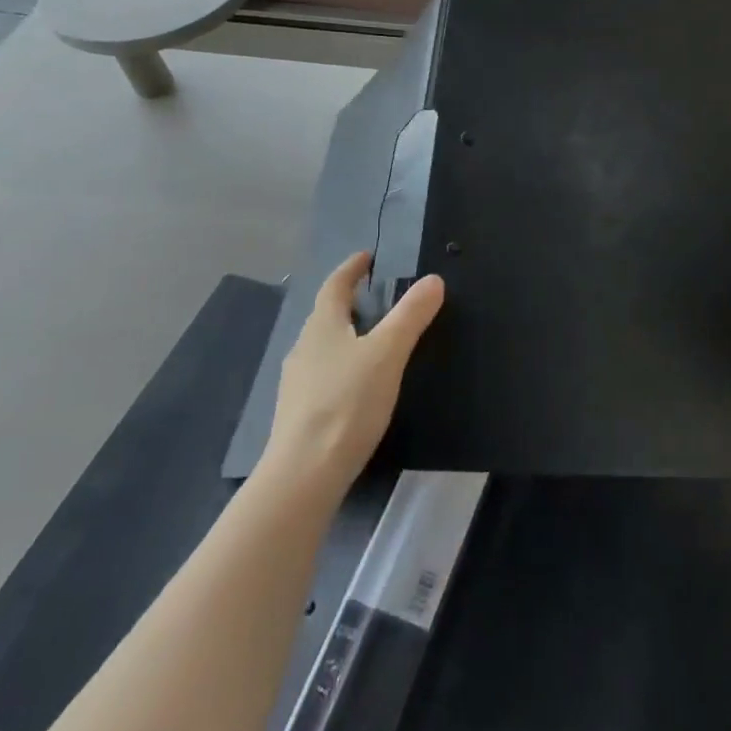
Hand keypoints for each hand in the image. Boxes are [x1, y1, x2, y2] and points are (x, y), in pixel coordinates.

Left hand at [260, 252, 443, 497]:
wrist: (304, 473)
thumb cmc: (347, 403)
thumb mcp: (388, 354)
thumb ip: (410, 315)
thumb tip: (433, 279)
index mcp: (322, 327)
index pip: (334, 286)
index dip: (351, 269)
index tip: (366, 257)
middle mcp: (304, 348)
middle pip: (325, 316)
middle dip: (348, 302)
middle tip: (374, 295)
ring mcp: (297, 383)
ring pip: (323, 346)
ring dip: (344, 334)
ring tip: (370, 338)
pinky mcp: (299, 413)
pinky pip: (323, 374)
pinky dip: (341, 365)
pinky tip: (356, 384)